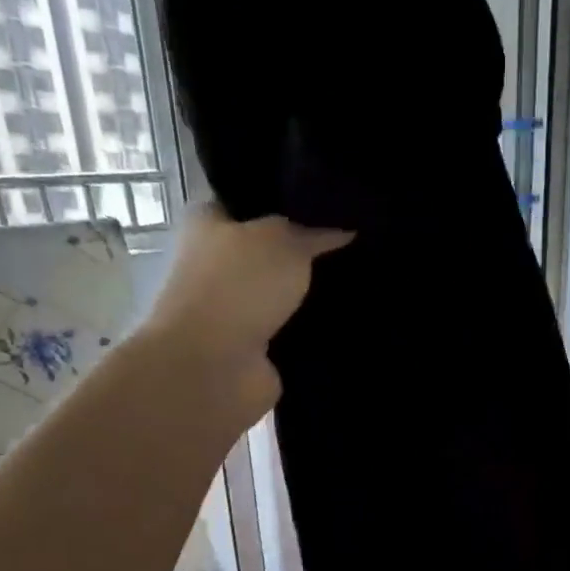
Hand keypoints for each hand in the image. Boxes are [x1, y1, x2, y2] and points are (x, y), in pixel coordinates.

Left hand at [147, 201, 351, 424]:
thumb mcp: (282, 240)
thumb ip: (314, 233)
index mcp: (209, 224)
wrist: (214, 367)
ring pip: (285, 296)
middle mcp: (218, 265)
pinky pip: (294, 333)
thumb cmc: (238, 287)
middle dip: (307, 254)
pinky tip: (348, 322)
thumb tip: (344, 229)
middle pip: (272, 253)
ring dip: (313, 297)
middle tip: (355, 247)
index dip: (290, 204)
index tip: (333, 208)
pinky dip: (314, 332)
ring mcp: (236, 311)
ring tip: (360, 284)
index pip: (253, 203)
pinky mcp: (255, 351)